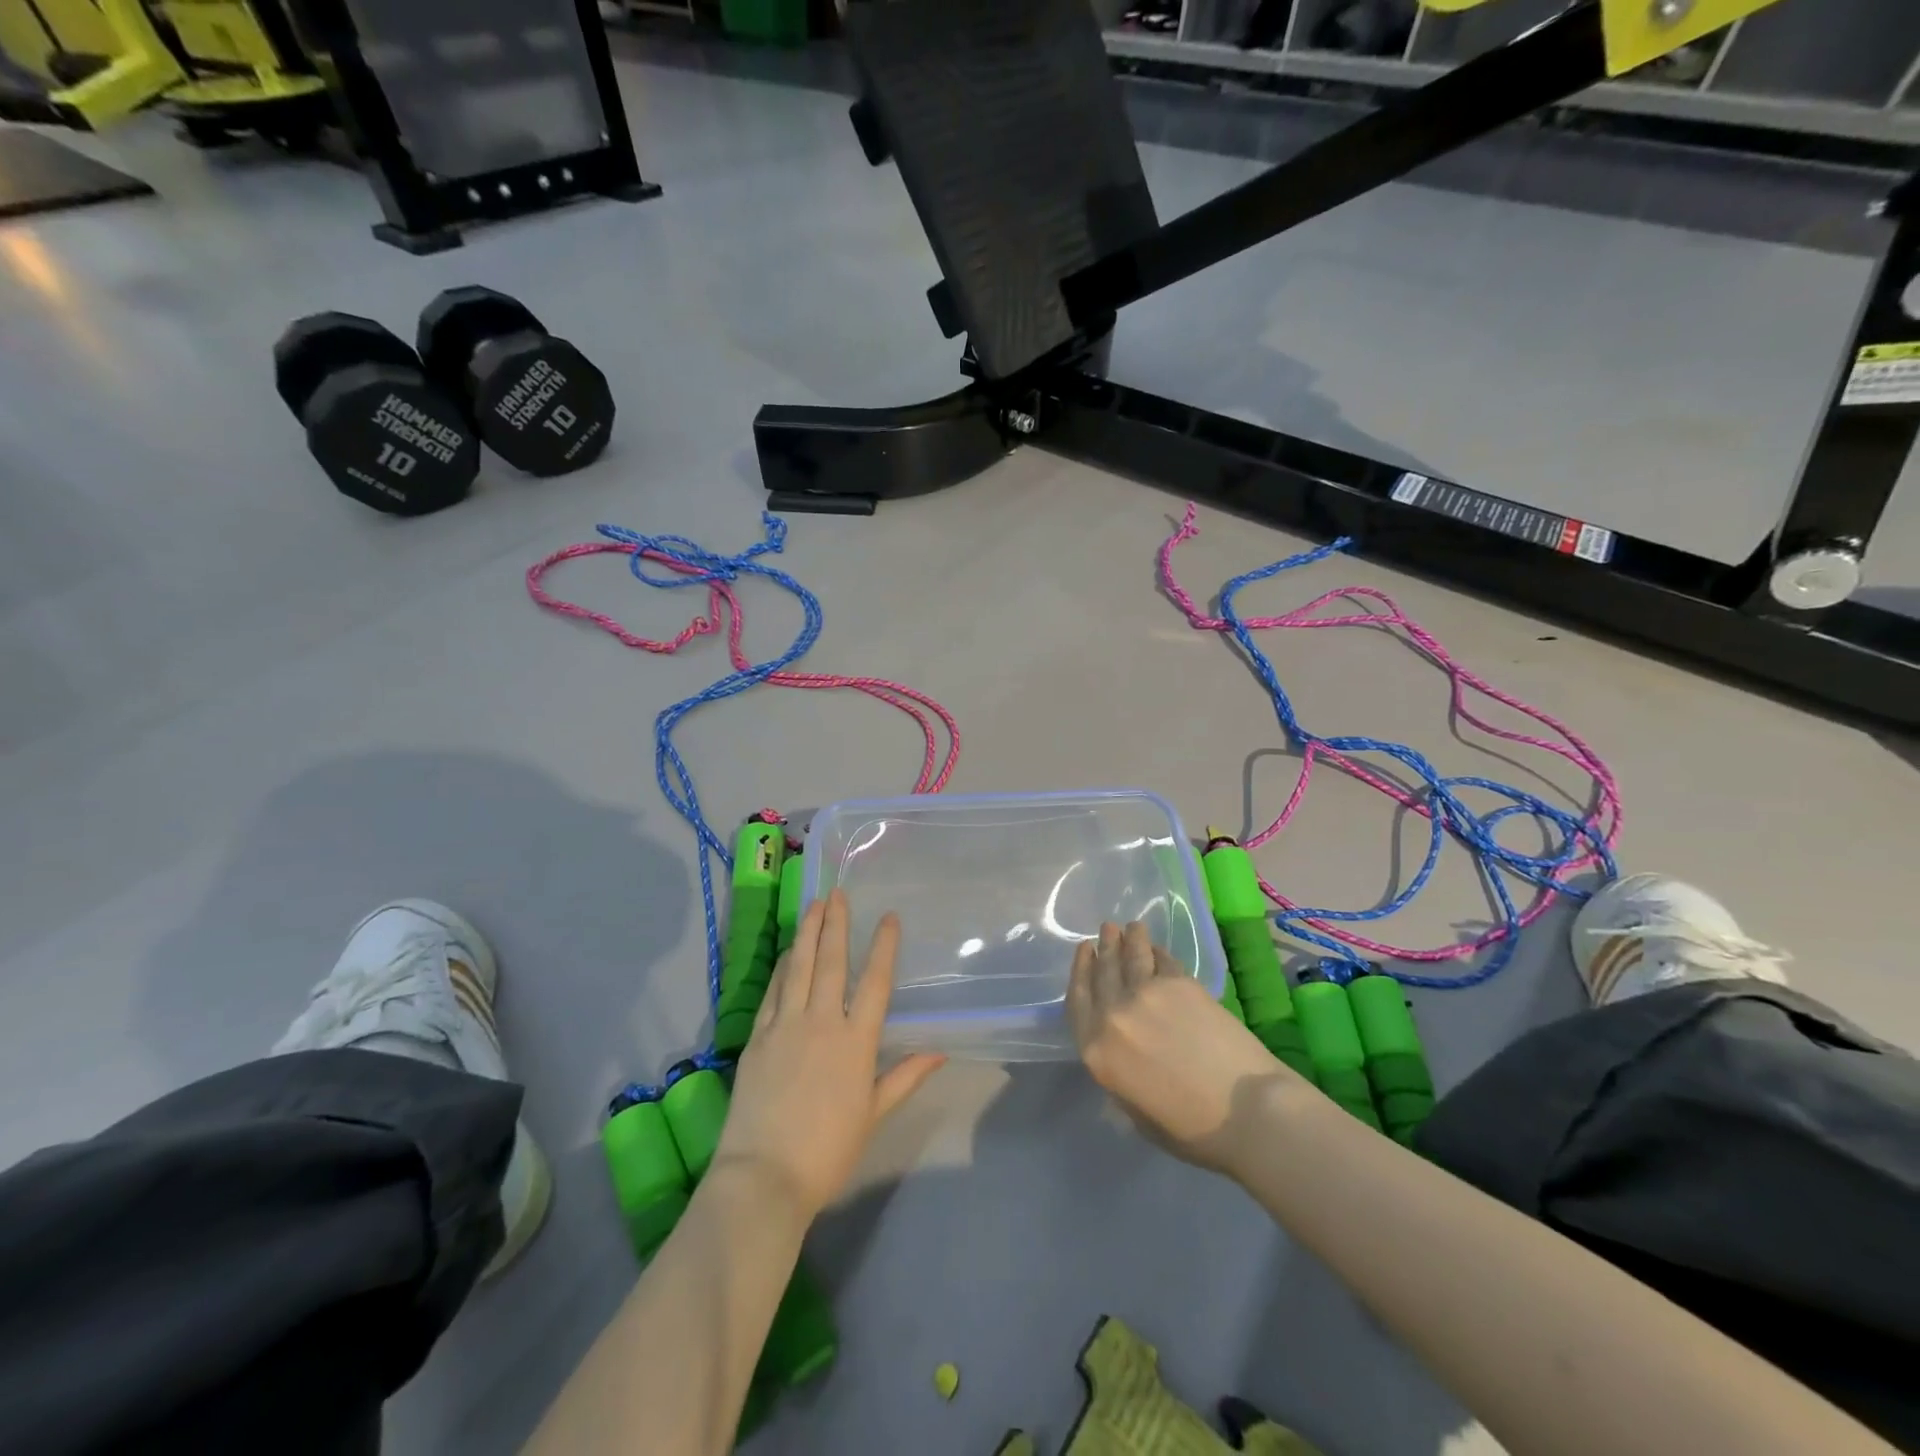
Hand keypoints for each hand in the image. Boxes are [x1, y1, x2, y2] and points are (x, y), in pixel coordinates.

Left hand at [715, 890, 945, 1220]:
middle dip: (837, 924)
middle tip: (838, 893)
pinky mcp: (757, 1036)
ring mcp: (785, 1025)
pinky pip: (772, 991)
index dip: (884, 946)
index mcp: (856, 1041)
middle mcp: (822, 1022)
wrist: (763, 1176)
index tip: (889, 918)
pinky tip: (788, 952)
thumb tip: (938, 1052)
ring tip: (814, 905)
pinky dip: (783, 967)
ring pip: (799, 967)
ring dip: (808, 933)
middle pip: (832, 962)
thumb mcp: (873, 1115)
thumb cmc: (828, 1151)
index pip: (876, 982)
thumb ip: (904, 1077)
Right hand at [1068, 921, 1296, 1176]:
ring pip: (1131, 956)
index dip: (1080, 971)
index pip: (1078, 1000)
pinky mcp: (1180, 983)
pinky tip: (1157, 949)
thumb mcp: (1136, 1112)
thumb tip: (1121, 1052)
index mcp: (1096, 1050)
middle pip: (1103, 972)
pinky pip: (1162, 960)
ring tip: (1130, 927)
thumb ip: (1119, 1074)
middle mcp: (1113, 1015)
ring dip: (1129, 938)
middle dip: (1103, 947)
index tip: (1084, 951)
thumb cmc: (1192, 1129)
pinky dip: (1158, 952)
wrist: (1246, 1110)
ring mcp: (1146, 994)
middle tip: (1106, 930)